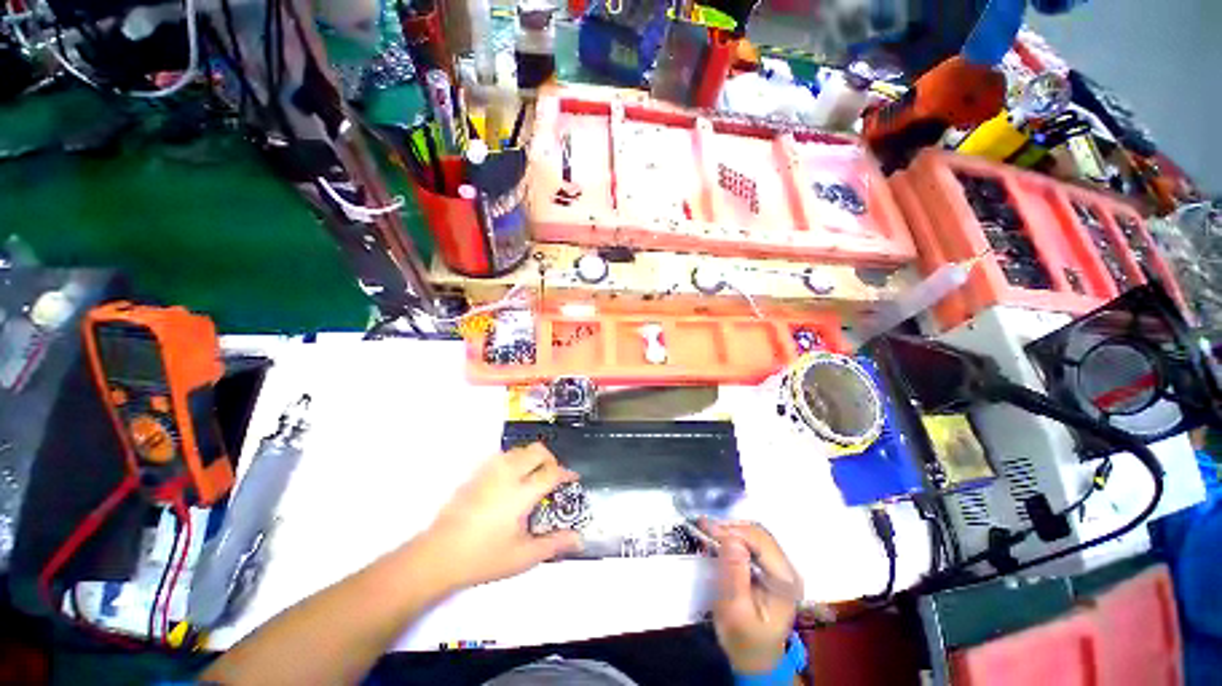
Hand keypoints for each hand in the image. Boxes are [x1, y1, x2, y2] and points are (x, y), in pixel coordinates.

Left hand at [416, 443, 581, 591]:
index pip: (551, 473)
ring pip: (519, 450)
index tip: (574, 478)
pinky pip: (501, 456)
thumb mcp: (523, 557)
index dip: (567, 473)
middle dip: (551, 459)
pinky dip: (514, 460)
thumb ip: (554, 544)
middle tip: (553, 477)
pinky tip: (509, 481)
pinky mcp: (475, 474)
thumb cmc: (484, 558)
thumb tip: (580, 539)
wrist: (438, 556)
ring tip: (533, 477)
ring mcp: (489, 472)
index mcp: (521, 493)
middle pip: (537, 451)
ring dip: (532, 458)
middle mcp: (507, 475)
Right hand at [706, 521, 802, 674]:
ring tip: (708, 530)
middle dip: (731, 528)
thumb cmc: (745, 640)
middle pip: (759, 535)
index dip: (733, 531)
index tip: (707, 528)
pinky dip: (735, 537)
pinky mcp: (771, 568)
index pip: (760, 542)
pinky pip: (753, 543)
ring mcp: (781, 567)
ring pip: (756, 535)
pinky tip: (720, 538)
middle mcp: (787, 569)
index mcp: (785, 581)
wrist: (756, 659)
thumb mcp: (735, 612)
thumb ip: (734, 575)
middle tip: (704, 527)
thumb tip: (731, 540)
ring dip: (732, 530)